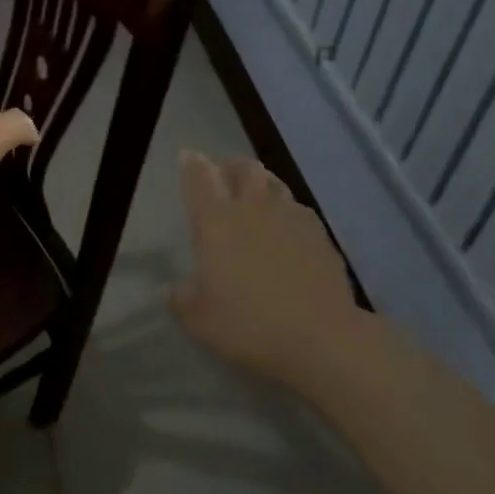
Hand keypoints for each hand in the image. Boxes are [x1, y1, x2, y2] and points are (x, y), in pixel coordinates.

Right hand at [171, 152, 362, 385]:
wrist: (321, 337)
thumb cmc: (251, 326)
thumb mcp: (202, 322)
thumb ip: (183, 301)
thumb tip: (173, 290)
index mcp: (216, 223)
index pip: (200, 178)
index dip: (192, 164)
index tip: (188, 156)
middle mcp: (252, 208)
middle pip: (243, 168)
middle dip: (230, 166)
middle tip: (223, 176)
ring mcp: (290, 217)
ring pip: (274, 182)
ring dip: (261, 183)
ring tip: (255, 196)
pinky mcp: (319, 233)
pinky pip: (298, 208)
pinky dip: (286, 209)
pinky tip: (286, 227)